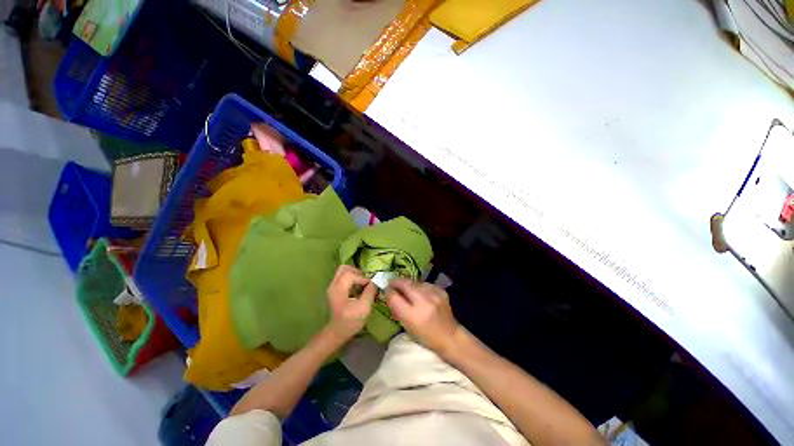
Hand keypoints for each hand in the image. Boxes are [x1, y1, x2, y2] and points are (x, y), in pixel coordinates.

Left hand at [326, 265, 375, 340]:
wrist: (337, 332)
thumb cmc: (351, 321)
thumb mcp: (364, 308)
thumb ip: (370, 292)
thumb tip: (375, 281)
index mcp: (338, 290)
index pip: (351, 275)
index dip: (363, 278)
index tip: (371, 285)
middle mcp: (333, 285)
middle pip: (344, 268)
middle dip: (357, 272)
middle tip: (365, 280)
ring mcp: (332, 287)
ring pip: (343, 271)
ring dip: (354, 274)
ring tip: (362, 283)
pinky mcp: (334, 289)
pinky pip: (342, 276)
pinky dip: (351, 278)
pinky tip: (357, 286)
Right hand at [386, 279, 459, 355]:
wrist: (450, 336)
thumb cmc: (425, 336)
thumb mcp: (407, 326)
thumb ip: (397, 308)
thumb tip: (389, 293)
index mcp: (413, 316)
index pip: (394, 297)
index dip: (388, 291)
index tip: (386, 289)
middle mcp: (424, 302)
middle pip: (405, 284)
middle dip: (397, 282)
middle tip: (393, 284)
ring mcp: (434, 295)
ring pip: (414, 282)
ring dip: (409, 285)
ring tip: (407, 290)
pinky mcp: (441, 291)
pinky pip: (424, 284)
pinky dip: (420, 287)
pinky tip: (420, 293)